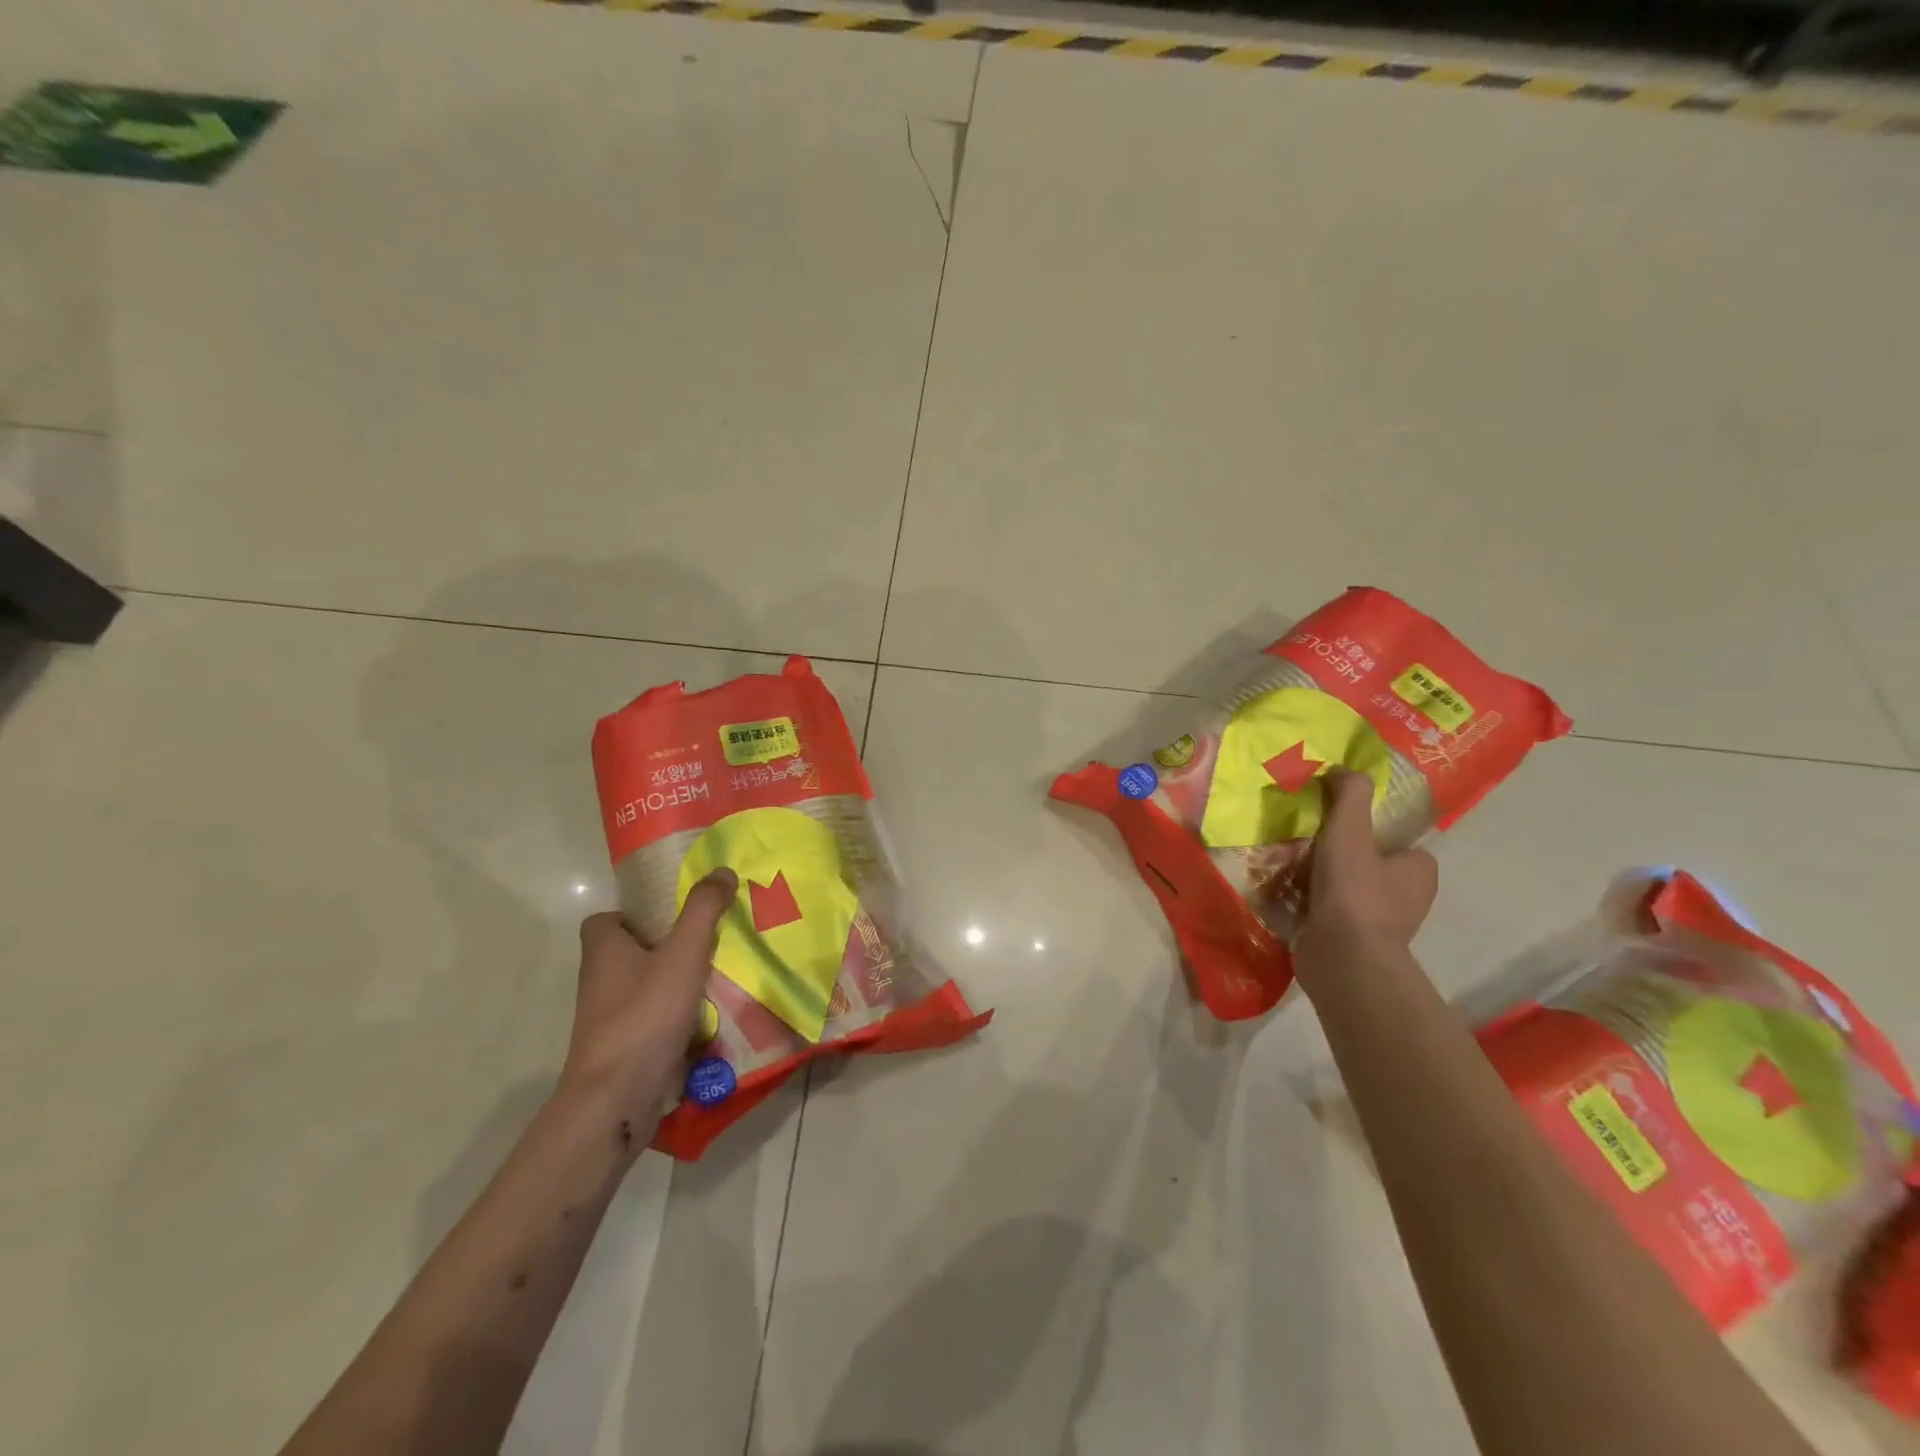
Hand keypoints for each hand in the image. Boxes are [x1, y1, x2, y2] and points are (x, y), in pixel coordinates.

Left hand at [558, 868, 737, 1126]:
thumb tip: (722, 870)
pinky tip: (711, 1019)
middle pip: (631, 953)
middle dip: (668, 947)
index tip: (673, 914)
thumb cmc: (644, 1015)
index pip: (607, 919)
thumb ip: (703, 911)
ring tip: (719, 976)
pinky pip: (653, 1022)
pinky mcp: (623, 1050)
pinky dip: (678, 1018)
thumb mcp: (683, 954)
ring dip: (677, 983)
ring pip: (644, 989)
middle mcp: (599, 982)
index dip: (635, 913)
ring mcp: (609, 1020)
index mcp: (603, 951)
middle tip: (710, 940)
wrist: (616, 1099)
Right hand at [1297, 768, 1437, 956]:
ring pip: (1345, 890)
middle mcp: (1407, 899)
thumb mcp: (1349, 830)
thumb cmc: (1354, 889)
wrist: (1343, 957)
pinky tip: (1283, 896)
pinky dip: (1309, 905)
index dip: (1366, 832)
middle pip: (1366, 865)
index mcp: (1419, 872)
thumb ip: (1349, 795)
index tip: (1333, 828)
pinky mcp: (1352, 944)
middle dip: (1335, 857)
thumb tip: (1341, 769)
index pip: (1396, 843)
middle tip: (1301, 845)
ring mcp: (1380, 925)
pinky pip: (1328, 914)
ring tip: (1284, 868)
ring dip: (1318, 882)